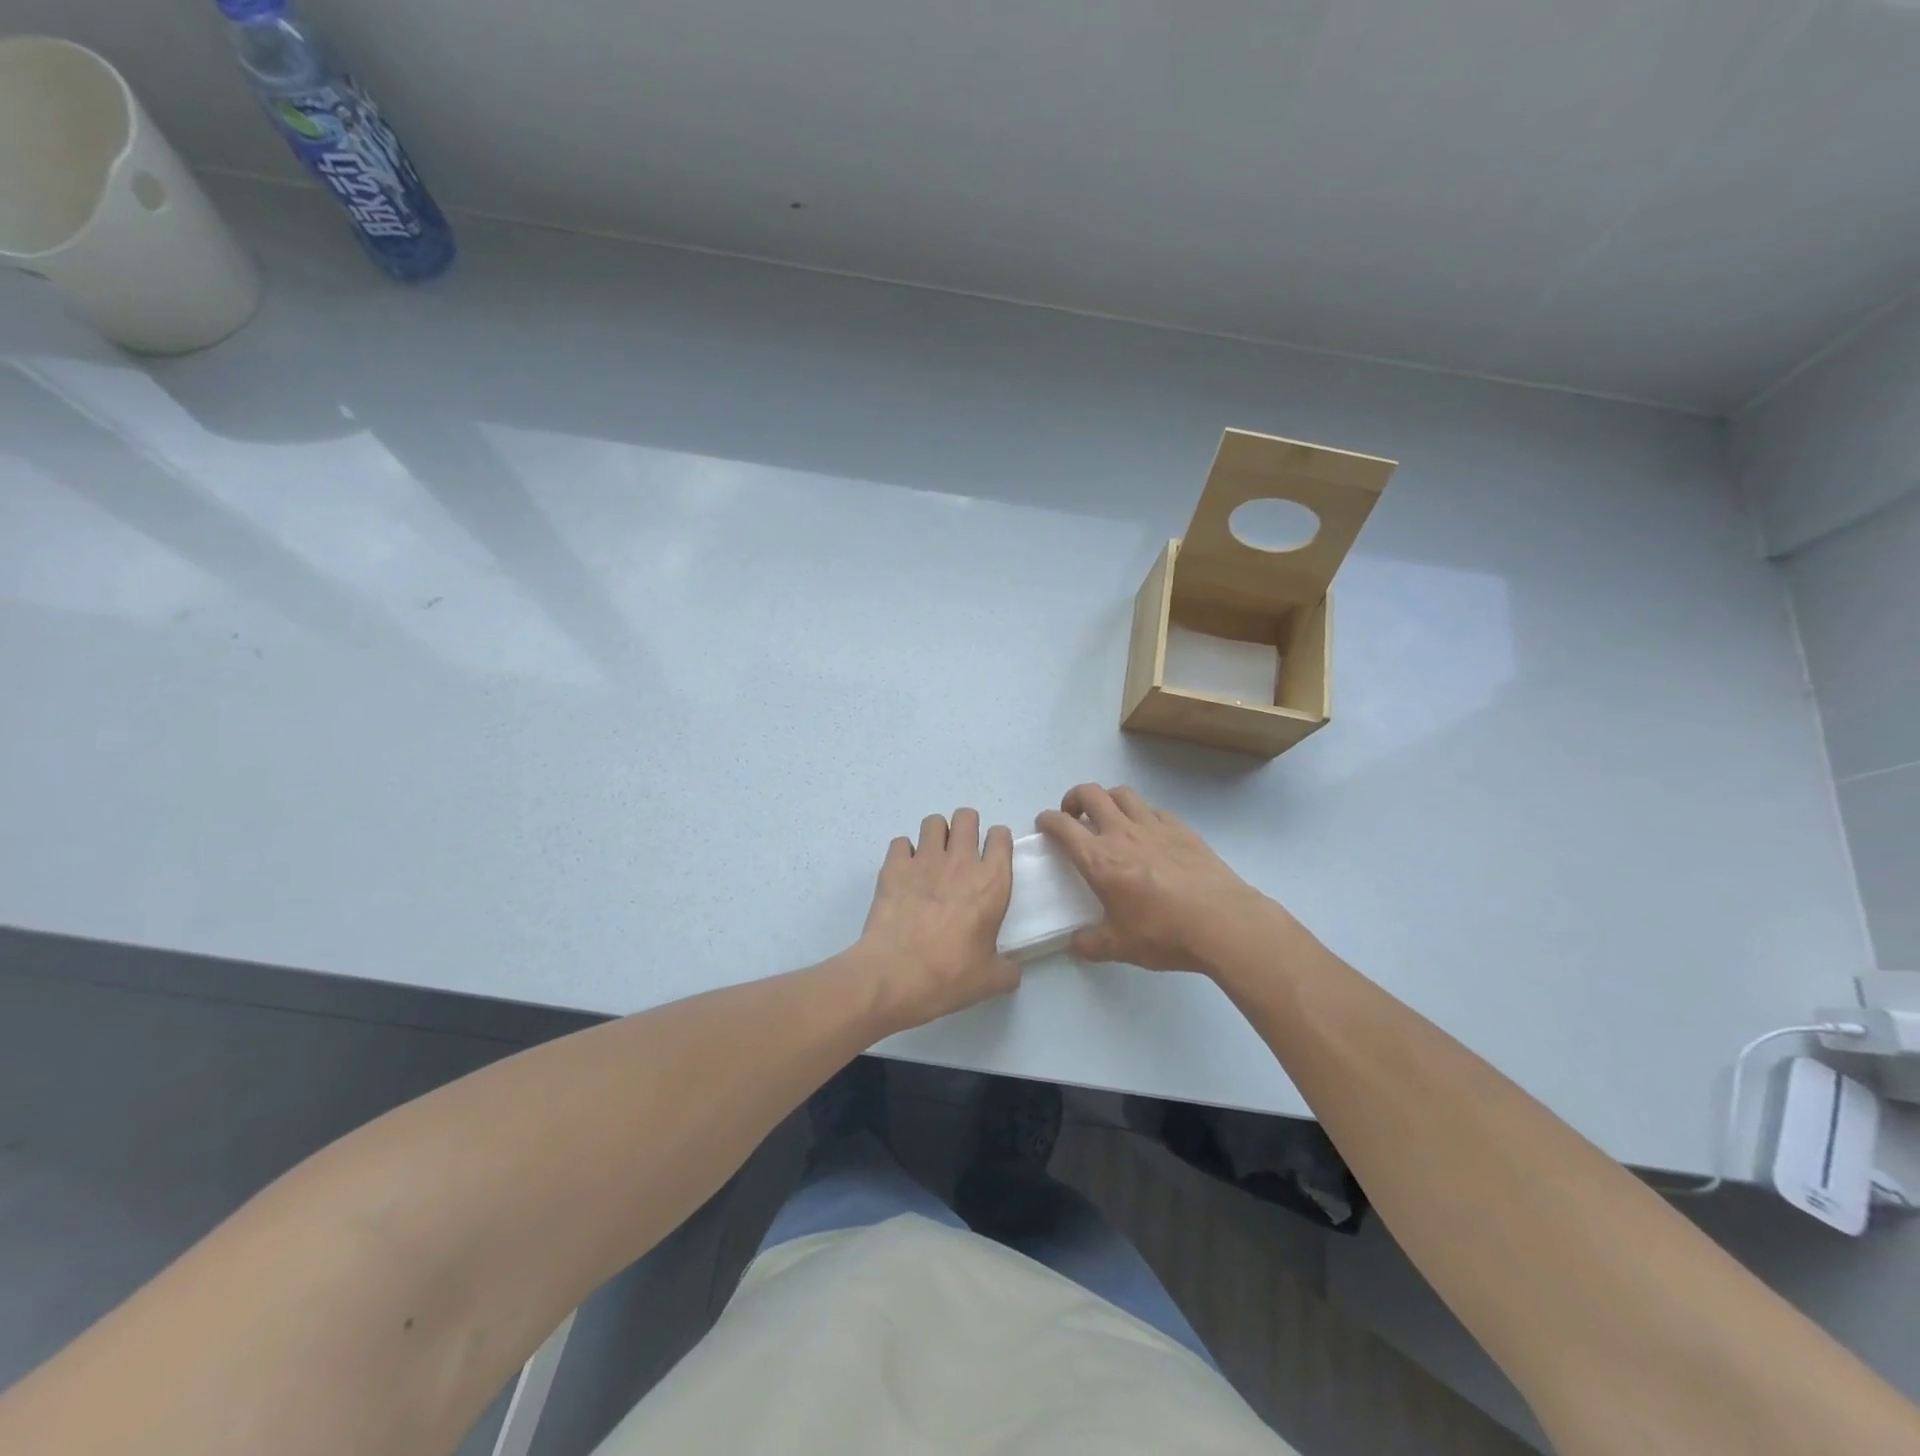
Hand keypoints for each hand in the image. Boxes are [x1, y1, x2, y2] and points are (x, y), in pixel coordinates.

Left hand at [854, 808, 1018, 1028]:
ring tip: (932, 857)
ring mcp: (924, 859)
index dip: (998, 841)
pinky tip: (904, 872)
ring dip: (936, 834)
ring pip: (933, 821)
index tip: (993, 854)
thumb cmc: (949, 975)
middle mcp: (960, 862)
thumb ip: (1007, 970)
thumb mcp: (990, 980)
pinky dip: (904, 852)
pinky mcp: (894, 866)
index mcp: (992, 883)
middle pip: (966, 817)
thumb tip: (1011, 971)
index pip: (1001, 837)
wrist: (894, 975)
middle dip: (966, 827)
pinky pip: (901, 842)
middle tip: (961, 851)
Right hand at [1037, 784, 1272, 972]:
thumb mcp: (1118, 947)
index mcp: (1099, 859)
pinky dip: (1142, 814)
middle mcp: (1122, 833)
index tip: (1044, 825)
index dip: (1047, 820)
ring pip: (1122, 793)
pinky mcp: (1182, 829)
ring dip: (1107, 799)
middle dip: (1073, 798)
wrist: (1223, 922)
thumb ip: (1089, 944)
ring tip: (1108, 817)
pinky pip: (1154, 810)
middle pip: (1090, 794)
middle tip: (1073, 816)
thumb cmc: (1164, 933)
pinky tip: (1148, 833)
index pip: (1062, 826)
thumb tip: (1074, 943)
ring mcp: (1154, 826)